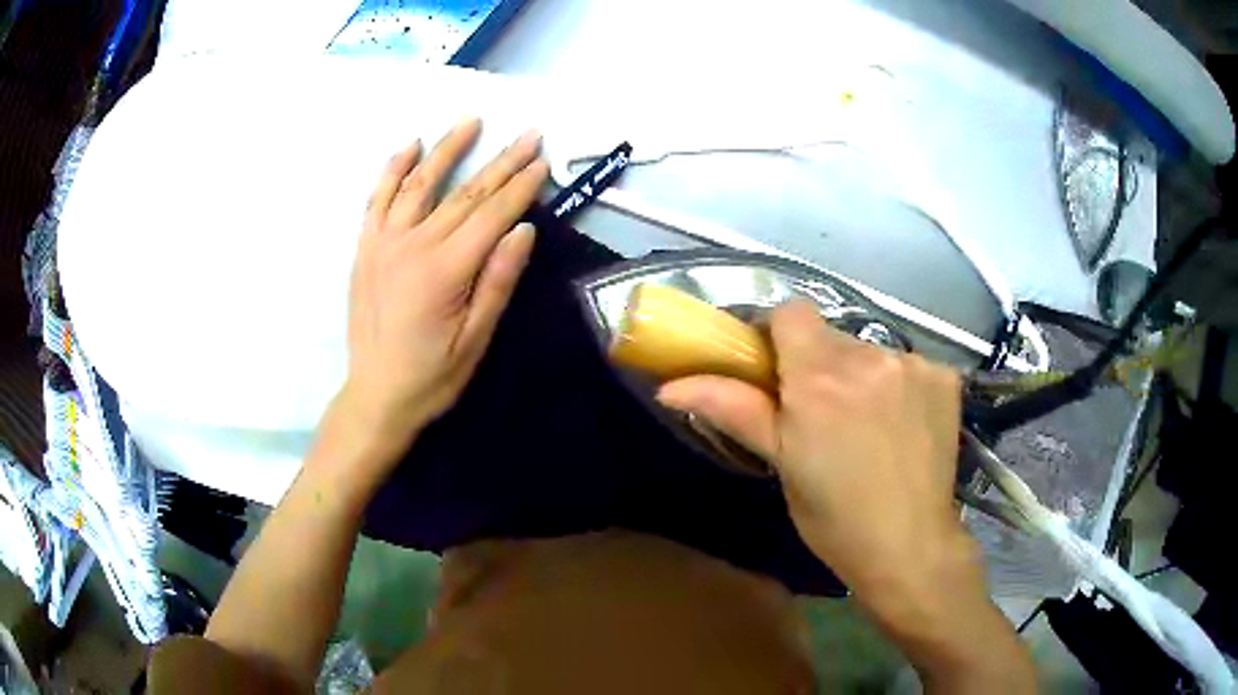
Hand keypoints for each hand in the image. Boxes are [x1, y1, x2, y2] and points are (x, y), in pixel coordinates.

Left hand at [337, 119, 547, 469]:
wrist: (374, 396)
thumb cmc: (431, 377)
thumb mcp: (475, 340)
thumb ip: (498, 281)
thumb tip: (522, 229)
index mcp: (444, 270)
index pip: (492, 213)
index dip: (521, 185)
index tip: (543, 159)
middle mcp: (411, 245)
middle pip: (464, 192)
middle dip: (501, 161)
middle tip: (528, 134)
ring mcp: (383, 242)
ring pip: (418, 183)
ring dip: (447, 150)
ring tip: (470, 122)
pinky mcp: (365, 248)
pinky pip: (378, 199)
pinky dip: (394, 170)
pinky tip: (410, 147)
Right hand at [657, 299, 970, 605]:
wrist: (910, 547)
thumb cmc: (835, 518)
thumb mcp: (782, 463)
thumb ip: (734, 410)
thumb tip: (669, 387)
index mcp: (819, 378)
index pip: (790, 312)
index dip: (777, 334)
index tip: (775, 369)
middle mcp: (869, 356)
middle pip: (830, 335)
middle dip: (818, 364)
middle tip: (819, 415)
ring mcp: (913, 364)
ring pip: (869, 351)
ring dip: (860, 377)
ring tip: (865, 427)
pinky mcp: (945, 377)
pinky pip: (908, 365)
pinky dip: (898, 386)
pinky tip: (902, 426)